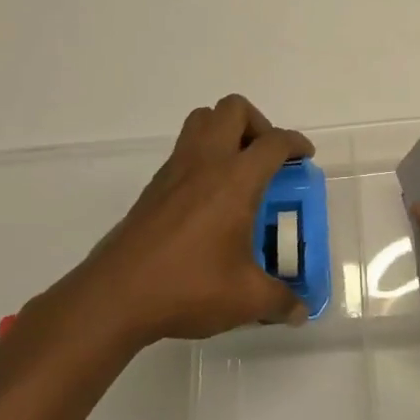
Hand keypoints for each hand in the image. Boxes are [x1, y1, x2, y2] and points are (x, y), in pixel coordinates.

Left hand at [35, 95, 312, 355]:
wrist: (114, 297)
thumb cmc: (187, 287)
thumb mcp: (246, 299)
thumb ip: (280, 301)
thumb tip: (301, 310)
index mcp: (236, 180)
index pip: (274, 142)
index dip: (296, 144)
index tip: (304, 158)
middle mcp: (206, 163)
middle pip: (233, 109)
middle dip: (258, 124)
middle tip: (267, 159)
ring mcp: (175, 171)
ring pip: (202, 120)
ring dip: (226, 132)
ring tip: (239, 170)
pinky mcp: (153, 186)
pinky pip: (184, 149)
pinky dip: (203, 156)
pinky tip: (210, 199)